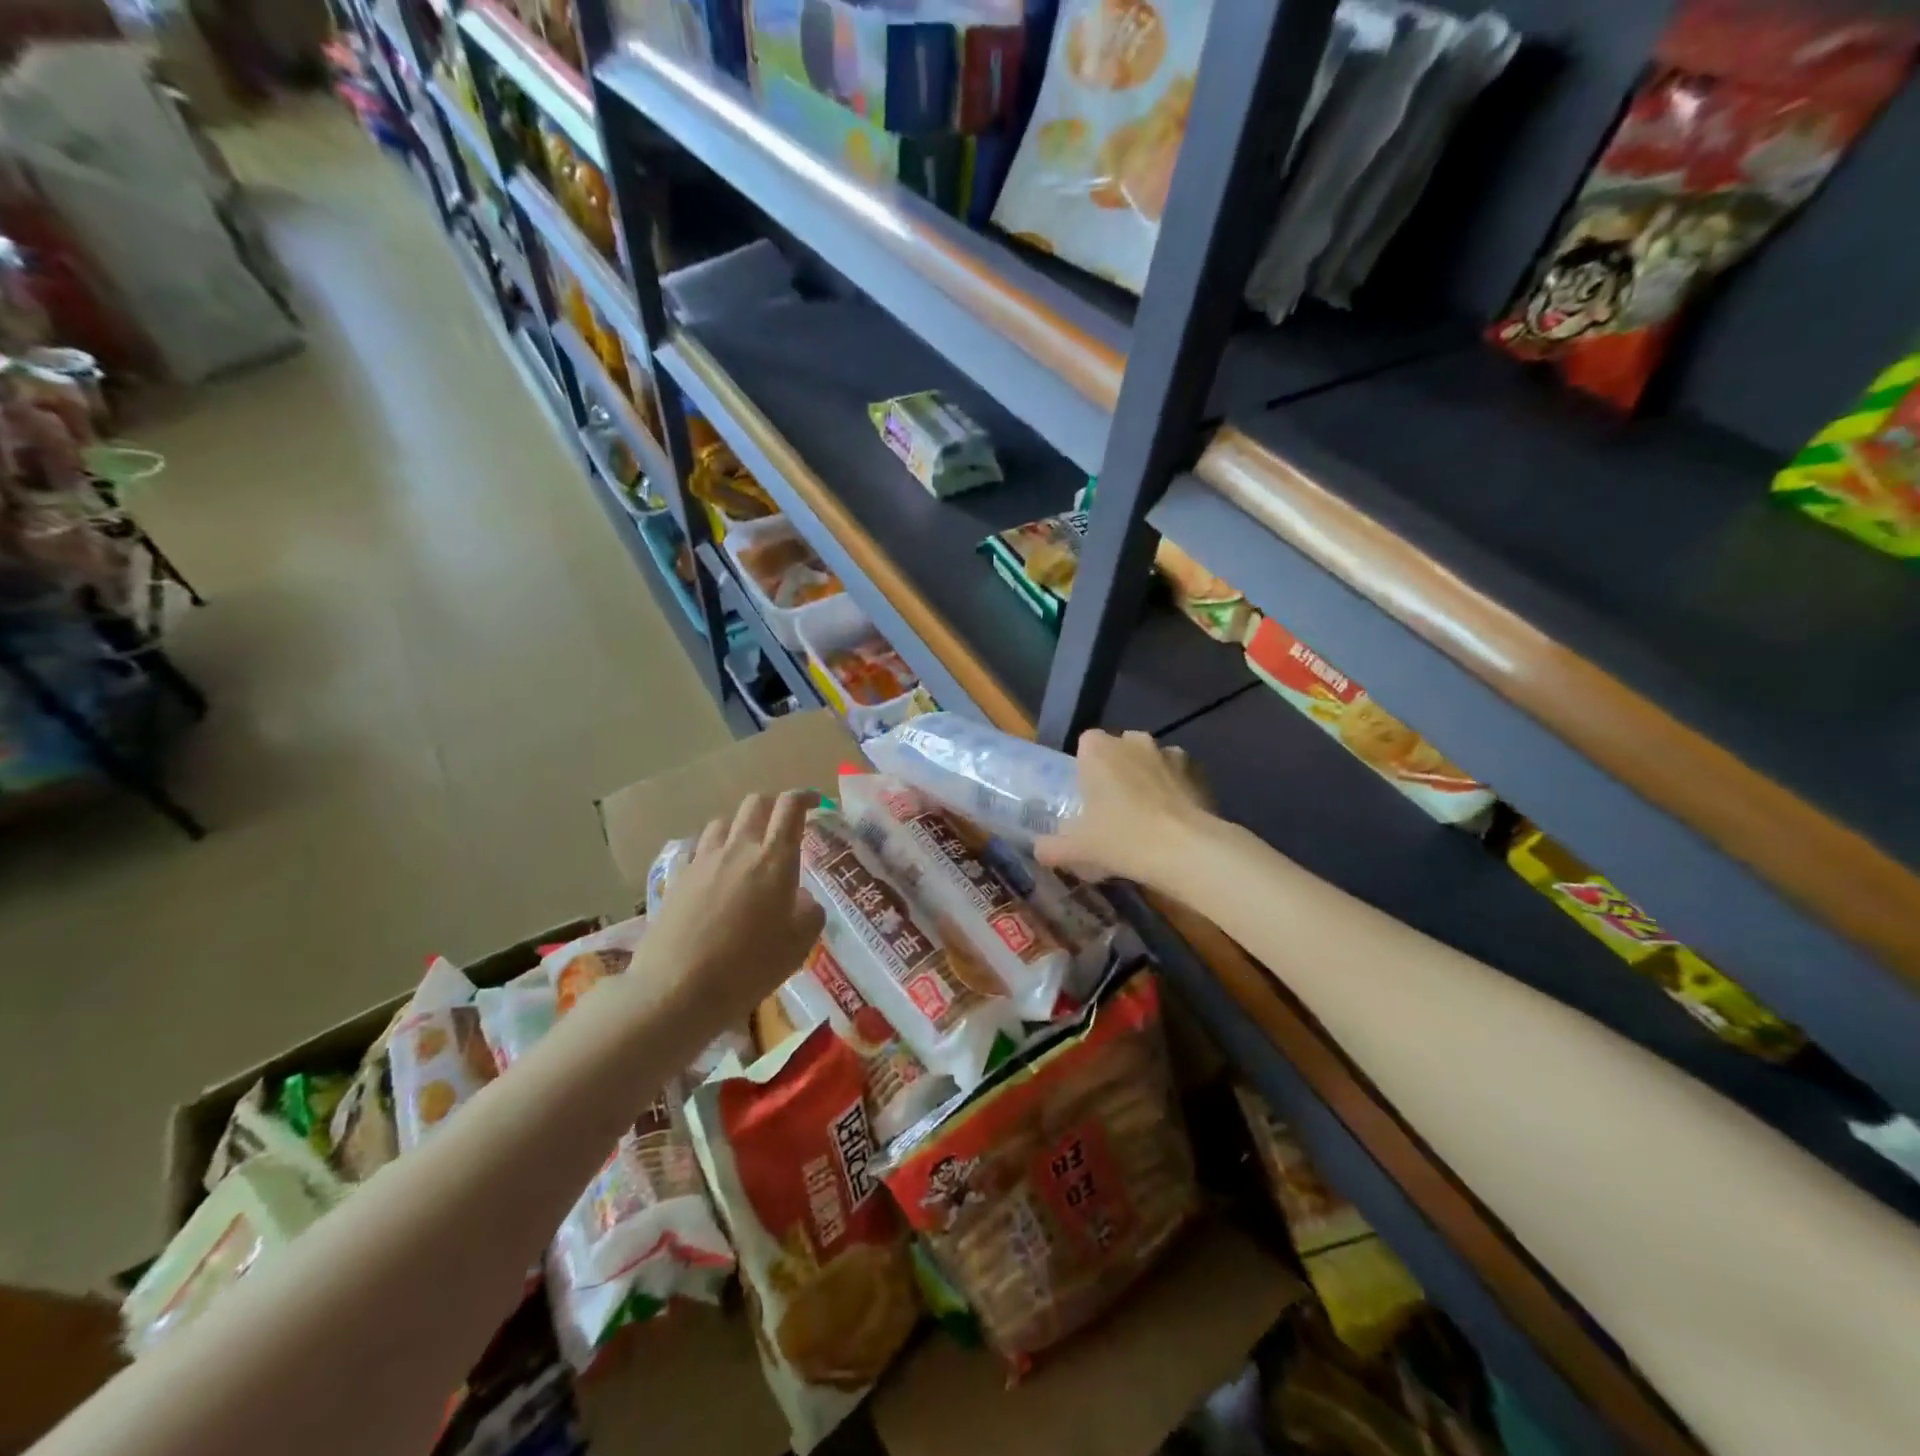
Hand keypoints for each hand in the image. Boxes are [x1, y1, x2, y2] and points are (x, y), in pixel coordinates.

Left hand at [643, 790, 825, 1023]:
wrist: (677, 989)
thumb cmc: (749, 966)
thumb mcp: (799, 944)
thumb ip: (809, 911)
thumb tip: (800, 897)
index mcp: (774, 859)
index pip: (790, 808)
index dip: (803, 797)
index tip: (813, 802)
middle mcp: (739, 849)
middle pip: (754, 803)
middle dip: (772, 806)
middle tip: (782, 826)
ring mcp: (703, 861)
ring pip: (722, 823)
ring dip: (739, 828)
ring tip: (745, 851)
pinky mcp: (677, 879)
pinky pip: (697, 850)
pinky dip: (711, 853)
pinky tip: (714, 875)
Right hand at [1035, 729, 1212, 888]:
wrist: (1186, 850)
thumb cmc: (1121, 839)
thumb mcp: (1076, 849)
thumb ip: (1051, 847)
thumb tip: (1039, 850)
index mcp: (1098, 749)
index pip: (1086, 743)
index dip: (1086, 767)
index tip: (1087, 796)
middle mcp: (1134, 741)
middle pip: (1120, 749)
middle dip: (1118, 770)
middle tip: (1114, 808)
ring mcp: (1171, 753)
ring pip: (1152, 761)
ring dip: (1148, 779)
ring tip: (1148, 817)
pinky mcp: (1200, 772)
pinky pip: (1180, 777)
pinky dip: (1176, 791)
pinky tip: (1174, 822)